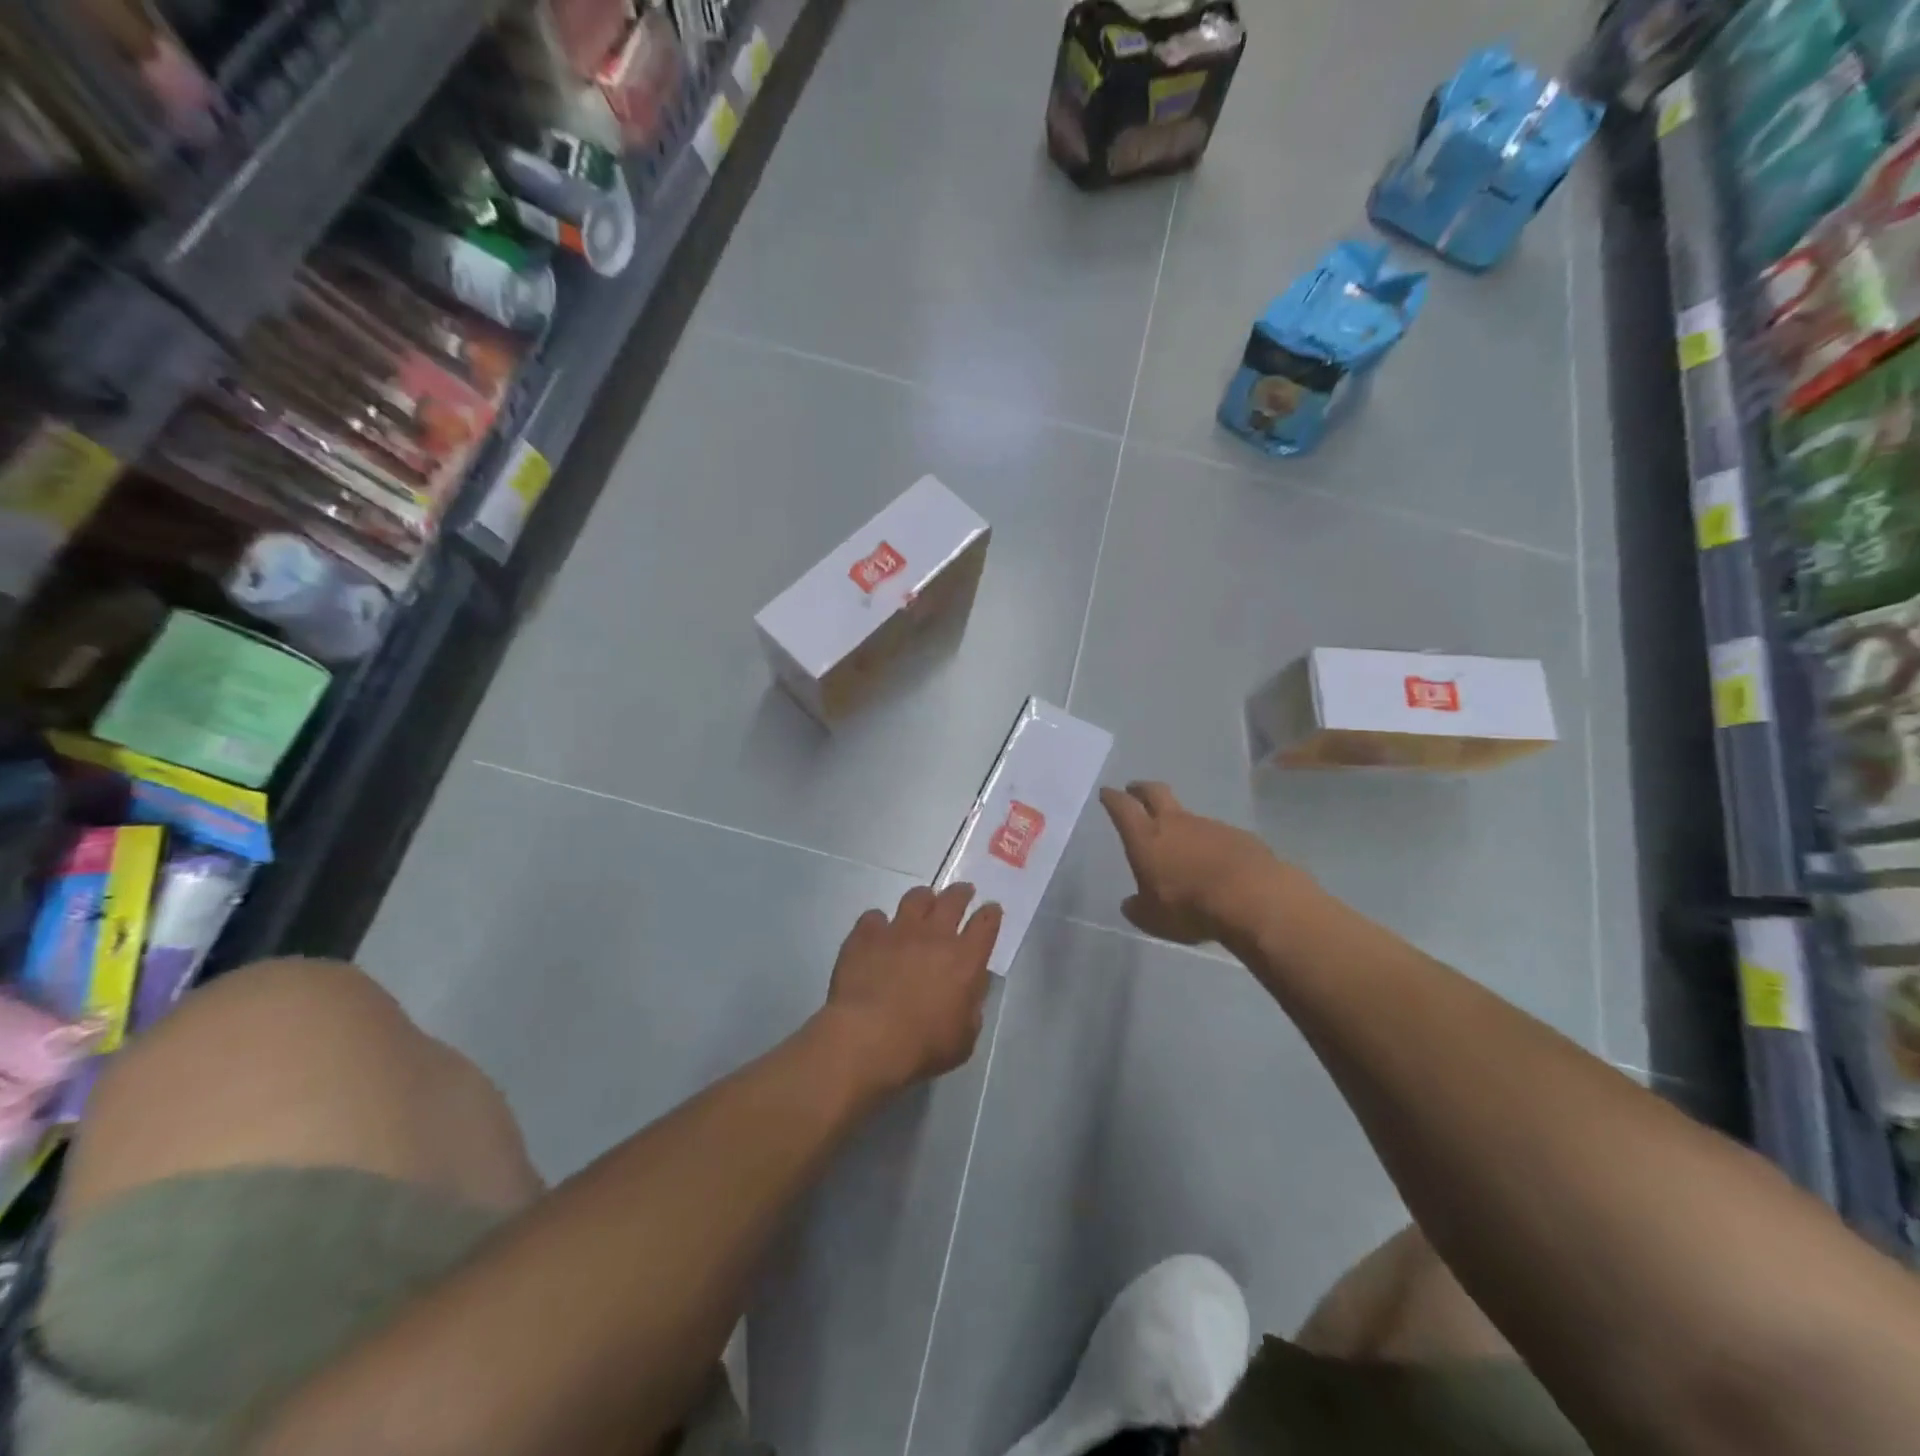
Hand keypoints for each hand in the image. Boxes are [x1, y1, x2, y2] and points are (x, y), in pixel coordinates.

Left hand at [820, 884, 1001, 1095]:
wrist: (867, 1038)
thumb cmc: (922, 1046)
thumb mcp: (963, 1039)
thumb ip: (971, 1010)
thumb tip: (968, 993)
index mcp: (965, 959)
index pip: (986, 924)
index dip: (991, 914)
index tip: (992, 909)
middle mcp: (934, 935)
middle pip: (953, 900)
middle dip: (961, 893)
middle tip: (963, 892)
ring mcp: (898, 930)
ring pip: (915, 898)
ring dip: (923, 898)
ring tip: (923, 901)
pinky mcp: (866, 935)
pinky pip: (874, 917)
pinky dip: (878, 922)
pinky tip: (877, 931)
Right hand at [1100, 782, 1293, 945]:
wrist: (1252, 898)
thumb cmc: (1189, 906)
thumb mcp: (1152, 919)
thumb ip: (1138, 907)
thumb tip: (1131, 904)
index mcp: (1145, 837)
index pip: (1122, 807)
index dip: (1112, 798)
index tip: (1107, 792)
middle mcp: (1175, 823)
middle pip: (1155, 792)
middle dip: (1142, 789)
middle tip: (1135, 789)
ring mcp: (1209, 826)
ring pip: (1188, 816)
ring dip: (1180, 824)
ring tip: (1181, 846)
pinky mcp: (1238, 836)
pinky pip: (1217, 835)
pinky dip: (1210, 845)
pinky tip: (1215, 865)